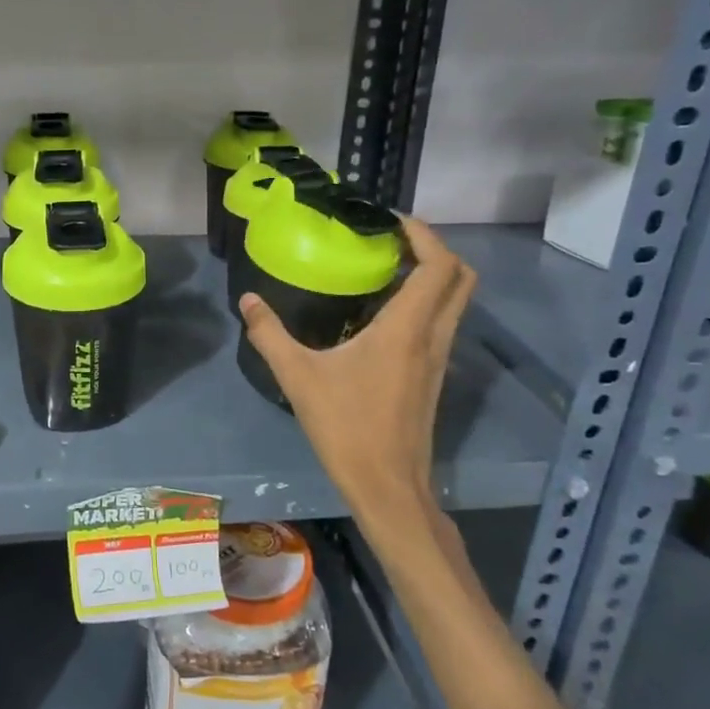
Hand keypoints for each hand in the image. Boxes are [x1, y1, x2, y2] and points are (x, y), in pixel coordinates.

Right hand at [239, 216, 473, 531]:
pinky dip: (425, 302)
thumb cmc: (347, 428)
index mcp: (407, 328)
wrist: (388, 488)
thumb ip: (270, 334)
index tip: (390, 221)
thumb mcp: (298, 377)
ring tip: (386, 268)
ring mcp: (439, 358)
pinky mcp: (434, 376)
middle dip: (435, 248)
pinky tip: (383, 313)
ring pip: (456, 301)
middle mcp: (434, 336)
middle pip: (461, 277)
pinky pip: (442, 323)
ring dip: (432, 275)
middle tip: (393, 240)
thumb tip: (248, 300)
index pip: (439, 265)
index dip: (423, 234)